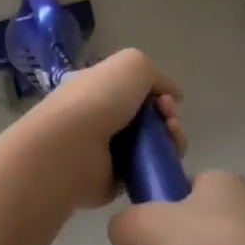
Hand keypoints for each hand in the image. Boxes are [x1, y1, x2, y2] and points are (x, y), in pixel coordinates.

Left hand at [16, 49, 185, 211]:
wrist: (72, 147)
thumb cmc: (99, 99)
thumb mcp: (133, 64)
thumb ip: (157, 75)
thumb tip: (173, 95)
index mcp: (100, 88)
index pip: (137, 90)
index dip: (159, 92)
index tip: (167, 98)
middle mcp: (104, 117)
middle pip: (151, 118)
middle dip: (169, 116)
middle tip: (169, 119)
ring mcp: (110, 150)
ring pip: (155, 144)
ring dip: (172, 138)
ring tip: (171, 136)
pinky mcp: (118, 180)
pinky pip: (150, 170)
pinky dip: (163, 164)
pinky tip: (165, 158)